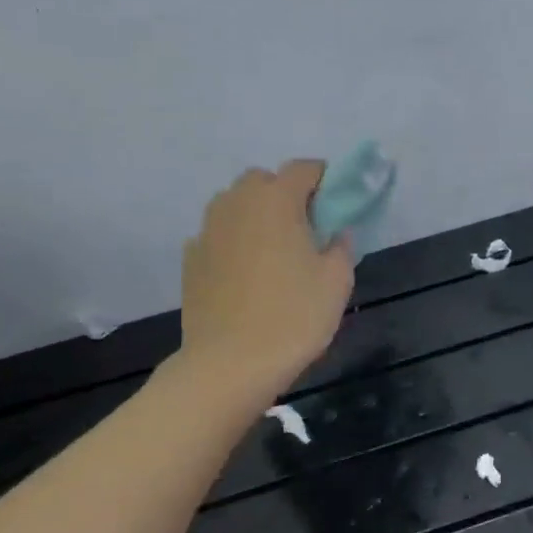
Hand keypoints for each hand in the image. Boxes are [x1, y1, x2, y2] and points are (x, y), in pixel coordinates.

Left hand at [181, 161, 353, 400]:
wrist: (229, 364)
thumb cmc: (293, 317)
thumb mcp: (337, 282)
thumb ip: (341, 246)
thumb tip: (336, 233)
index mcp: (276, 200)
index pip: (304, 168)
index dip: (325, 179)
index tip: (337, 202)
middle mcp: (237, 203)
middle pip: (263, 181)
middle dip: (286, 194)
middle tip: (306, 229)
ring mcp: (207, 229)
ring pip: (236, 205)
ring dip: (257, 215)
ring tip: (274, 252)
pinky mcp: (191, 258)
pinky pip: (218, 235)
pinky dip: (235, 242)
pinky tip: (246, 275)